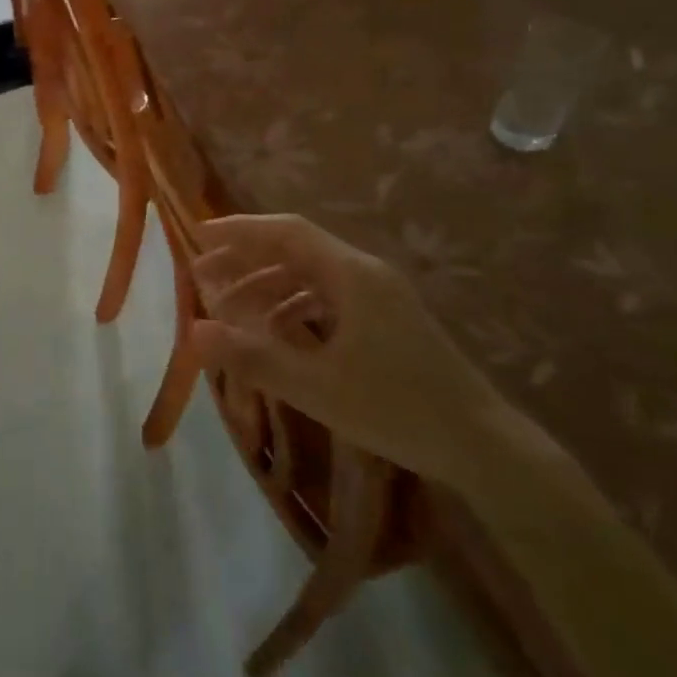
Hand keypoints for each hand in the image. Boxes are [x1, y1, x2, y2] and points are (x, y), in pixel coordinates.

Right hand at [189, 214, 514, 491]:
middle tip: (204, 277)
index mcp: (352, 275)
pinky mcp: (386, 319)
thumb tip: (193, 331)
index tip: (199, 237)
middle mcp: (365, 273)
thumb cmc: (398, 409)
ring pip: (310, 275)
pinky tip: (274, 331)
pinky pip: (328, 297)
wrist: (483, 446)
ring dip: (268, 286)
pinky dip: (294, 306)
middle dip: (246, 260)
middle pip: (295, 250)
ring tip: (230, 308)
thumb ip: (252, 357)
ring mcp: (380, 296)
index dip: (240, 230)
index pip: (286, 232)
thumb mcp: (317, 387)